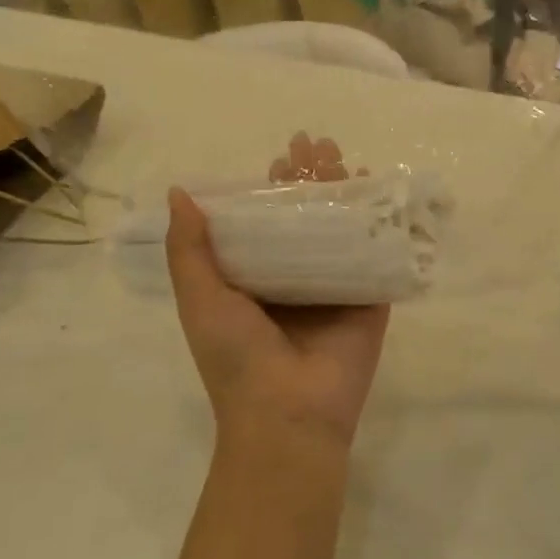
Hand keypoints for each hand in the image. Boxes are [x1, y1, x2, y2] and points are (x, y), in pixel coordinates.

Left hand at [165, 135, 389, 453]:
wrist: (288, 414)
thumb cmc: (236, 356)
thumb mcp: (201, 299)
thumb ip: (189, 248)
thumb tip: (179, 193)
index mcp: (256, 279)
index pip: (266, 220)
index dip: (271, 187)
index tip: (280, 157)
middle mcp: (296, 277)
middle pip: (306, 216)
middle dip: (311, 178)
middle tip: (316, 144)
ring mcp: (335, 287)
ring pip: (342, 227)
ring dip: (344, 190)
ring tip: (344, 156)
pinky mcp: (369, 299)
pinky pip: (376, 253)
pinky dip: (380, 221)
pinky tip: (380, 191)